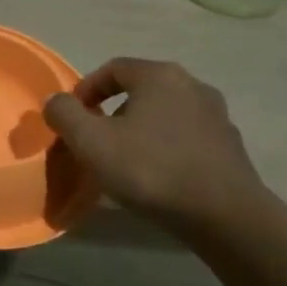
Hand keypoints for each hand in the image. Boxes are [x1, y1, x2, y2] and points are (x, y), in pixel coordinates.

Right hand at [42, 58, 268, 230]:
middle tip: (95, 141)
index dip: (86, 90)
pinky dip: (165, 149)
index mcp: (160, 76)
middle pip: (140, 91)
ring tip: (125, 162)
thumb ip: (64, 114)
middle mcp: (193, 86)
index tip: (72, 119)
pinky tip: (157, 177)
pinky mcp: (231, 147)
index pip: (113, 68)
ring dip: (140, 131)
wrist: (226, 217)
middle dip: (112, 112)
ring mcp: (218, 117)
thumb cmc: (151, 170)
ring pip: (165, 115)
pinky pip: (186, 139)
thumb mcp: (91, 141)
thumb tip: (55, 101)